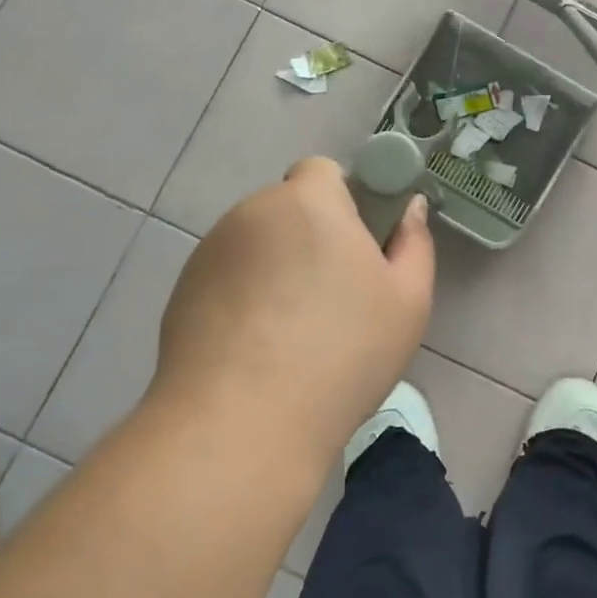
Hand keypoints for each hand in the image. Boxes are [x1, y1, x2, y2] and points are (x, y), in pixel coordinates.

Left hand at [153, 157, 434, 455]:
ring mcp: (210, 253)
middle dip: (311, 237)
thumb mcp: (408, 302)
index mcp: (308, 202)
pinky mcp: (181, 292)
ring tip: (291, 333)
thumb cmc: (342, 354)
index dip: (344, 201)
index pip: (322, 171)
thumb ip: (414, 243)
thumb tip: (408, 209)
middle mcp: (252, 213)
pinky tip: (255, 350)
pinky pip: (227, 278)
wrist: (241, 426)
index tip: (357, 249)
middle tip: (333, 296)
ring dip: (276, 268)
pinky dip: (243, 297)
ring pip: (257, 245)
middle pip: (289, 209)